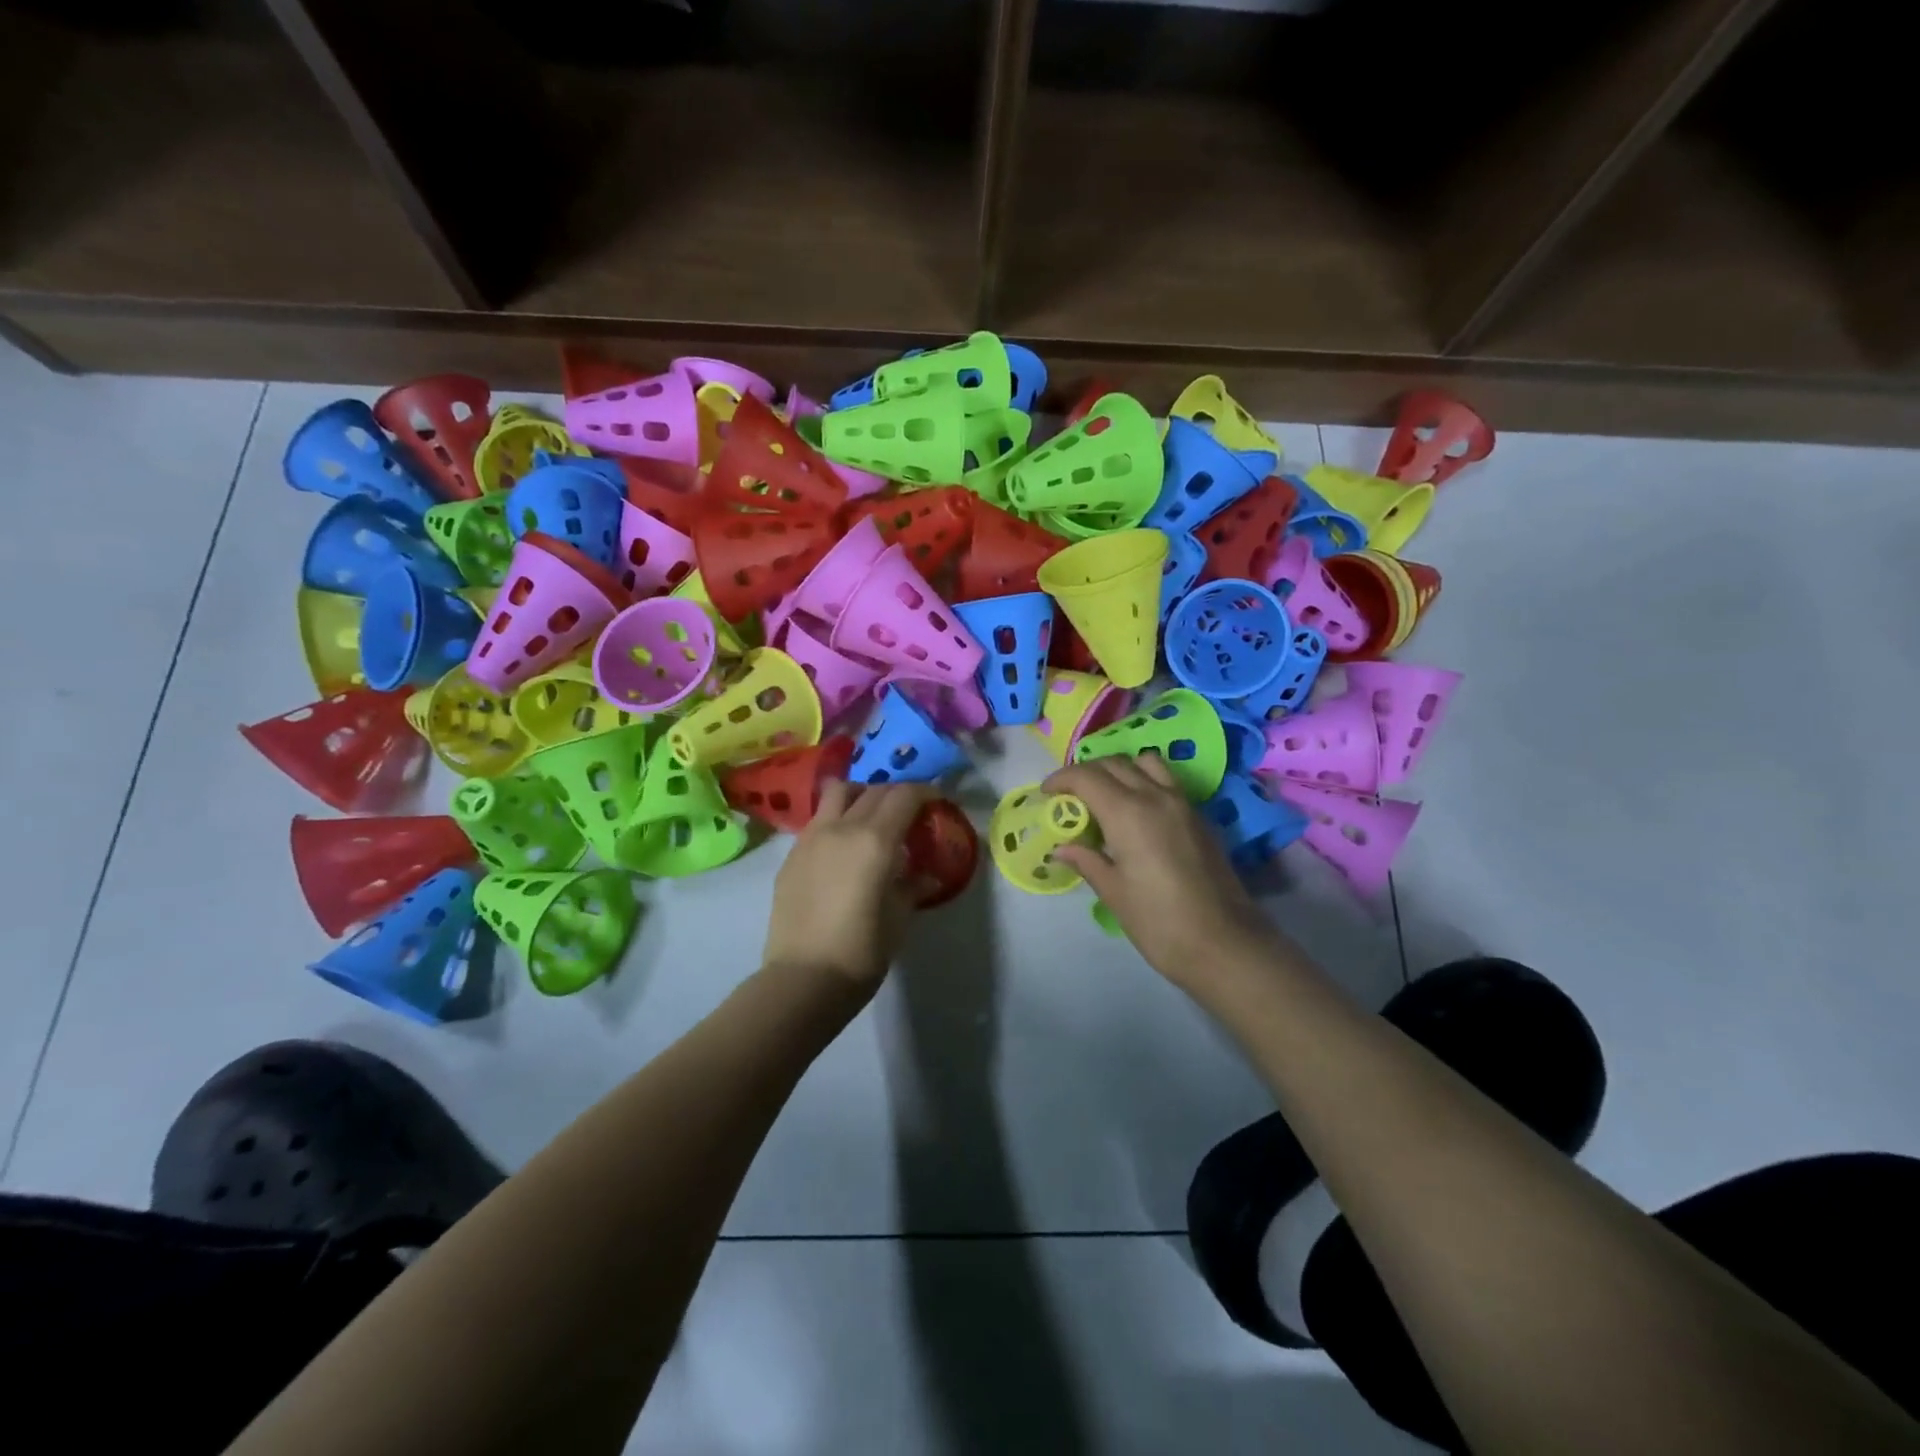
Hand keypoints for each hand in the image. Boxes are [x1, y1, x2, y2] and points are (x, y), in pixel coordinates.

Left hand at [763, 780, 934, 995]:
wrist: (804, 979)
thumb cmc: (862, 950)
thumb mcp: (899, 917)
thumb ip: (913, 886)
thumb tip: (925, 875)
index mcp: (875, 840)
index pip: (904, 796)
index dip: (925, 792)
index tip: (936, 800)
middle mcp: (842, 828)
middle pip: (874, 790)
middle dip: (896, 794)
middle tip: (909, 812)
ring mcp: (811, 838)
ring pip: (837, 793)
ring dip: (860, 794)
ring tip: (870, 815)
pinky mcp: (791, 855)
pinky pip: (818, 821)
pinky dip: (836, 819)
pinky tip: (843, 847)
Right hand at [1043, 755, 1279, 992]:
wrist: (1224, 944)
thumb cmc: (1159, 922)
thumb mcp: (1114, 892)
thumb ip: (1087, 860)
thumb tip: (1061, 847)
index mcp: (1128, 812)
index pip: (1086, 777)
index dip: (1061, 779)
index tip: (1046, 794)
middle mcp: (1155, 796)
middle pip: (1114, 763)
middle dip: (1086, 773)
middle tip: (1069, 796)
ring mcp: (1182, 804)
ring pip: (1145, 763)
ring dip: (1119, 770)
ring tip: (1104, 796)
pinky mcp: (1198, 817)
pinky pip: (1165, 781)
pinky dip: (1143, 781)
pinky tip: (1134, 814)